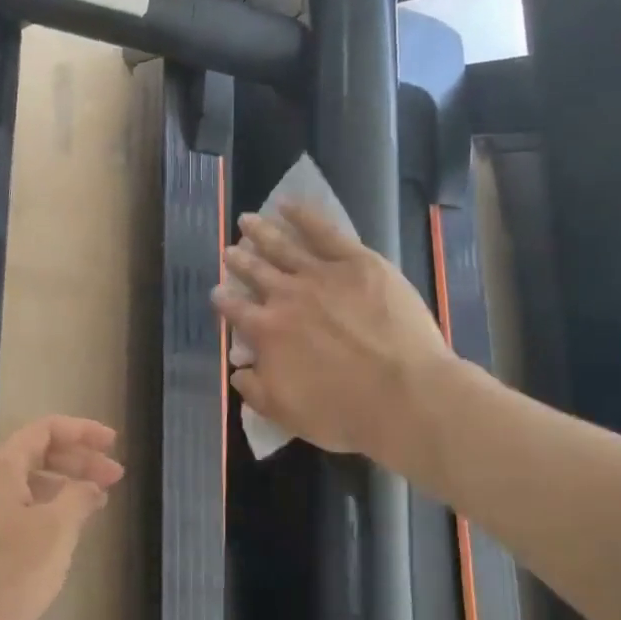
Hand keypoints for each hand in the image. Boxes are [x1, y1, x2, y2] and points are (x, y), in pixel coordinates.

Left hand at [0, 415, 123, 619]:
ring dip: (61, 487)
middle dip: (77, 462)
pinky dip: (41, 509)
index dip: (83, 432)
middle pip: (35, 454)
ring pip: (24, 483)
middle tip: (114, 479)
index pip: (46, 430)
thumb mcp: (54, 533)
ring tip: (93, 506)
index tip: (113, 444)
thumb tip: (89, 487)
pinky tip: (59, 533)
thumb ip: (78, 499)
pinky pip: (11, 507)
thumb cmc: (3, 575)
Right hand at [211, 204, 453, 464]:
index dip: (223, 301)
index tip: (216, 292)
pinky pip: (324, 232)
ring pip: (283, 246)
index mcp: (267, 332)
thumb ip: (256, 390)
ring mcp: (321, 275)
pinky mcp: (357, 262)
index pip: (236, 311)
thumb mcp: (287, 414)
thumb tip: (238, 371)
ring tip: (248, 219)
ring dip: (262, 232)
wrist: (404, 395)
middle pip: (255, 272)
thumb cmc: (344, 412)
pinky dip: (303, 216)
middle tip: (229, 250)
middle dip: (239, 261)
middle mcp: (286, 297)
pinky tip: (288, 204)